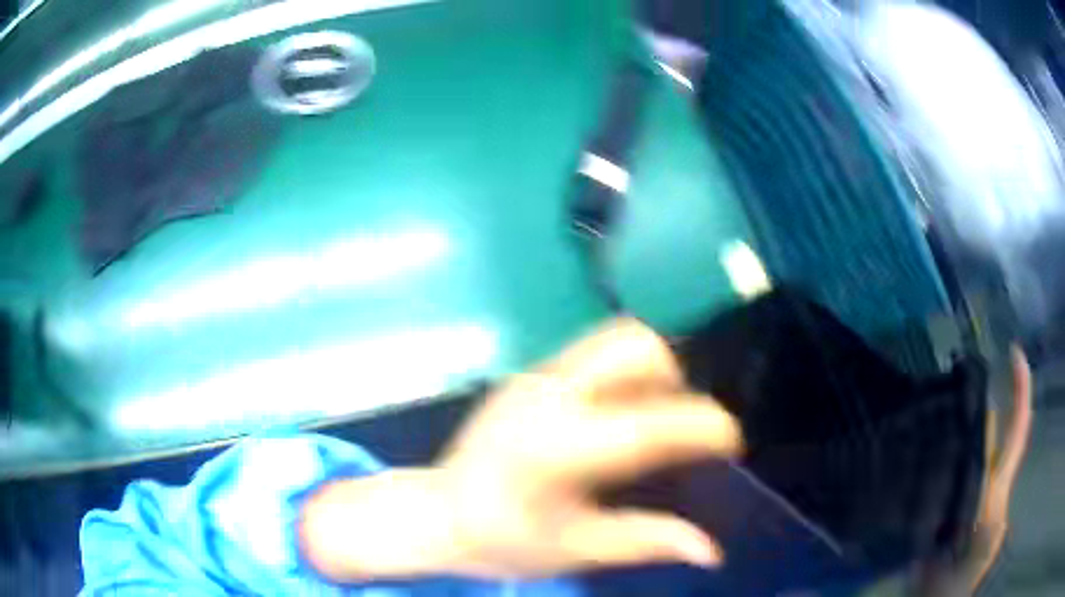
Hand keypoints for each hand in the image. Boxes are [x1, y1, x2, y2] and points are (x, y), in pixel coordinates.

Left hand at [300, 319, 742, 580]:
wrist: (436, 513)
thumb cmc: (502, 539)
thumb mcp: (576, 550)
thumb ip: (646, 541)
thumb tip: (711, 550)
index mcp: (558, 449)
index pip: (651, 425)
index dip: (705, 428)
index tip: (731, 444)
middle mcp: (548, 396)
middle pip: (634, 346)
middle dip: (676, 379)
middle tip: (680, 427)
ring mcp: (535, 377)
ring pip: (616, 339)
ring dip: (651, 369)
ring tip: (652, 418)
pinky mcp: (529, 374)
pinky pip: (594, 354)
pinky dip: (624, 374)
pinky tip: (615, 417)